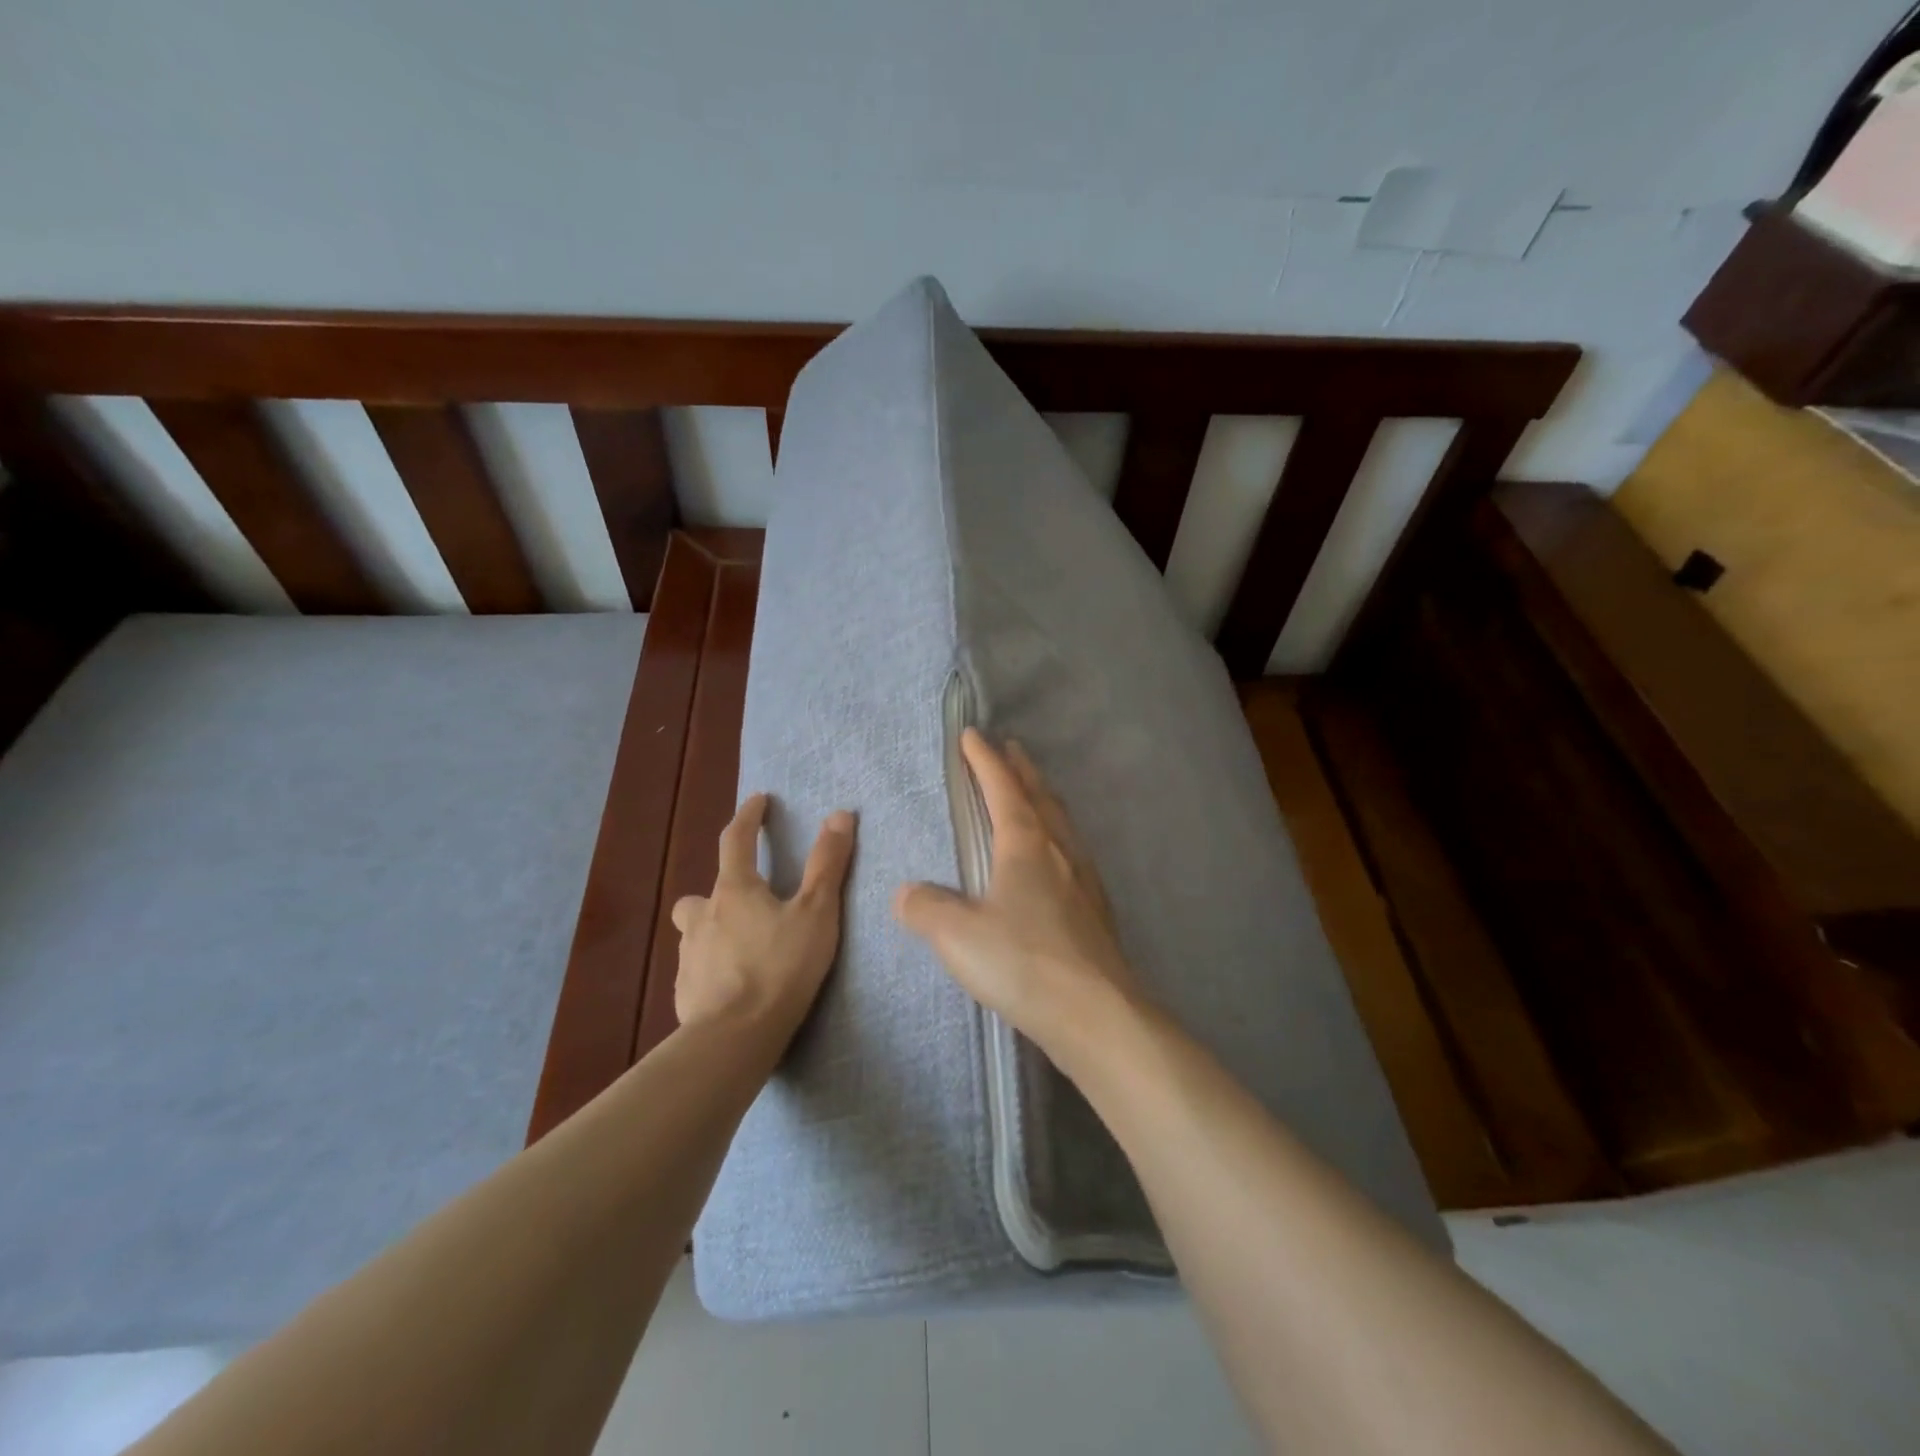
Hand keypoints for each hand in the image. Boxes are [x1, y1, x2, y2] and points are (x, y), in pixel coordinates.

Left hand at [672, 794, 855, 1037]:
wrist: (735, 1038)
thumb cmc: (780, 967)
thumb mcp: (816, 913)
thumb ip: (827, 865)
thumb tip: (840, 815)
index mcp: (734, 891)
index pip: (735, 840)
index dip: (748, 816)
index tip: (759, 800)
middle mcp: (703, 917)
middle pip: (702, 893)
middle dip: (721, 890)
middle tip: (747, 901)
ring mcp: (689, 956)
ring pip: (695, 932)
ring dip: (714, 931)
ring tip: (743, 948)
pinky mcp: (684, 993)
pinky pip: (697, 970)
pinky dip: (712, 969)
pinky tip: (732, 987)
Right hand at [893, 729, 1141, 1061]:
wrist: (1097, 1014)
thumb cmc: (1024, 962)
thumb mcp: (957, 935)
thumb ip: (925, 908)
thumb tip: (906, 893)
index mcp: (1026, 844)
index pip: (1002, 788)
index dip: (984, 760)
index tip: (972, 735)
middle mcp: (1059, 851)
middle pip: (1040, 796)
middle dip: (1021, 770)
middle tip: (1011, 749)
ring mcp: (1084, 880)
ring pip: (1061, 823)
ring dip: (1043, 799)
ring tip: (1033, 793)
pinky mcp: (1096, 910)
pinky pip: (1072, 853)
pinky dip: (1057, 836)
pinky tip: (1055, 860)